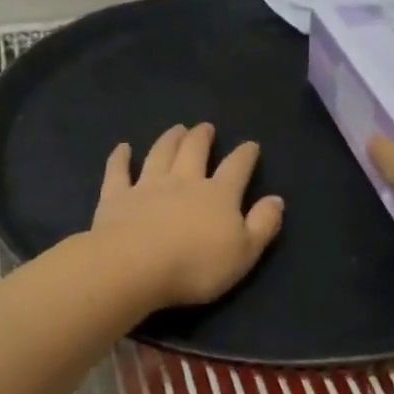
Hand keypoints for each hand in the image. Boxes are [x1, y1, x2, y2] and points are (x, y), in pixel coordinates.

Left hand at [90, 124, 285, 307]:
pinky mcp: (116, 197)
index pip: (237, 168)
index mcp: (218, 195)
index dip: (245, 156)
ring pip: (160, 154)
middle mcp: (184, 181)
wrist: (135, 266)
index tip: (250, 145)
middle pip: (194, 151)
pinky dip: (120, 158)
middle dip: (202, 137)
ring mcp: (147, 186)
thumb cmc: (196, 266)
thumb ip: (263, 225)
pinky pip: (118, 171)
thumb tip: (277, 200)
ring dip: (169, 139)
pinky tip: (122, 148)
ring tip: (176, 129)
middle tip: (205, 127)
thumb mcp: (244, 253)